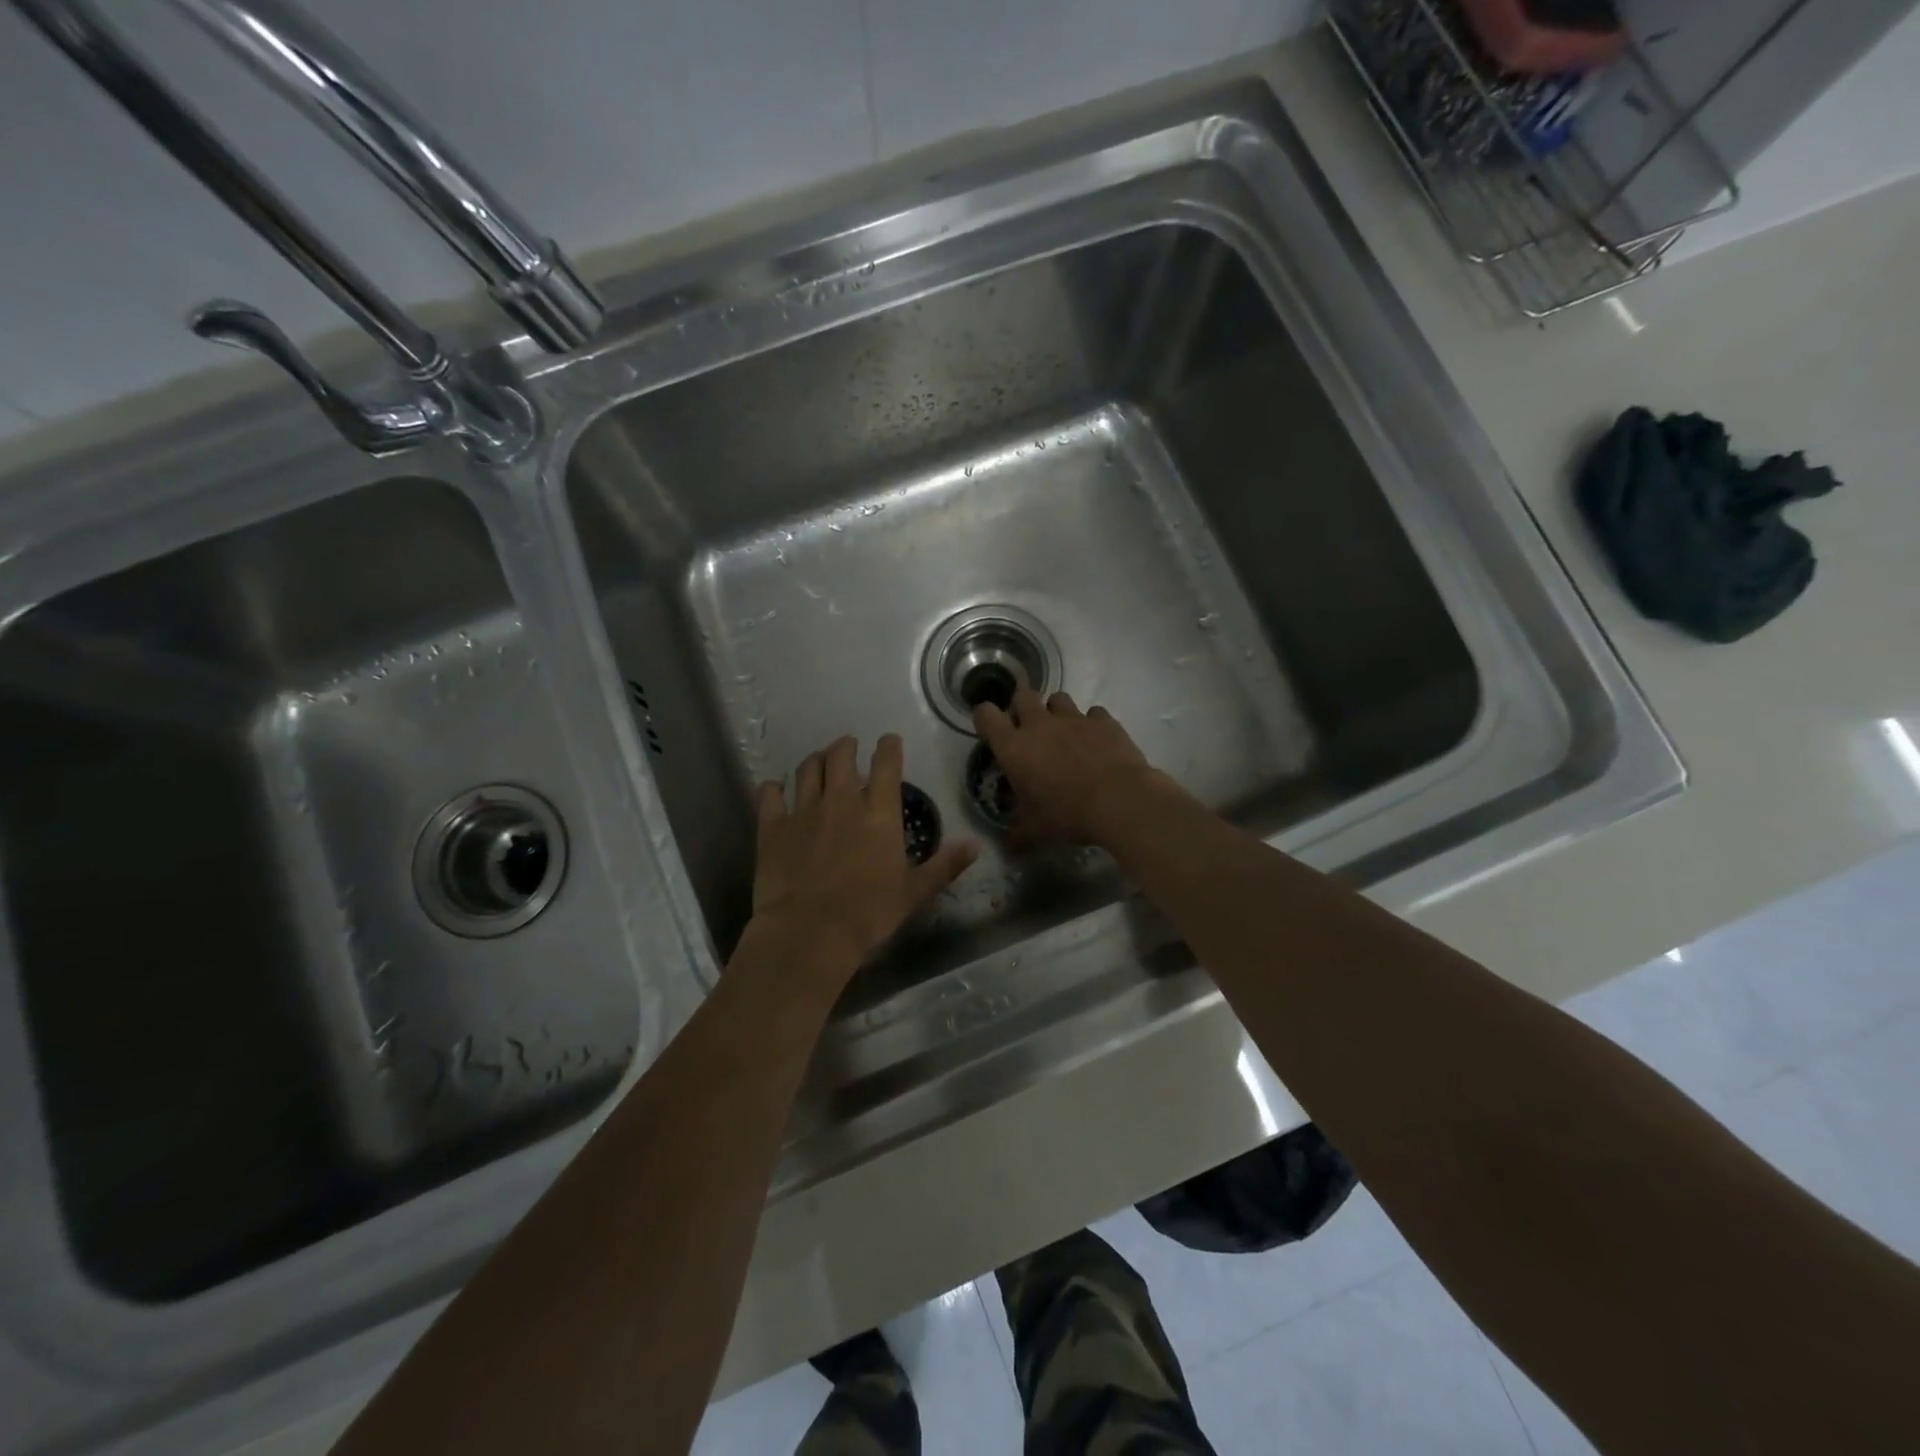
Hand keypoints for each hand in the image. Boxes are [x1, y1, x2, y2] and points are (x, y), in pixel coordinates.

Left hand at [751, 734, 976, 978]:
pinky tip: (775, 789)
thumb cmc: (869, 912)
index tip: (889, 740)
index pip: (886, 764)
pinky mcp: (773, 827)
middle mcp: (841, 801)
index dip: (889, 747)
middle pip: (841, 755)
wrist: (811, 931)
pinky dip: (773, 788)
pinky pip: (769, 795)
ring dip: (816, 760)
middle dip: (846, 746)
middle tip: (849, 747)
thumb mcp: (914, 892)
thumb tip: (974, 845)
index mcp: (879, 812)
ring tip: (819, 762)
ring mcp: (803, 810)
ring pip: (808, 768)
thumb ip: (944, 866)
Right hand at [973, 688, 1172, 845]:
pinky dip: (1091, 723)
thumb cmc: (1067, 815)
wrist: (1120, 801)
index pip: (986, 715)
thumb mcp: (1035, 832)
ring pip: (1058, 699)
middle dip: (1022, 707)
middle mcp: (1040, 724)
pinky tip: (1096, 741)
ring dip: (1056, 712)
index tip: (991, 730)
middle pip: (1022, 695)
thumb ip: (1017, 835)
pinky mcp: (1104, 721)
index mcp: (1014, 747)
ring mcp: (1074, 718)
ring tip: (1063, 733)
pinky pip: (1093, 713)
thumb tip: (1008, 846)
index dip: (985, 718)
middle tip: (1028, 730)